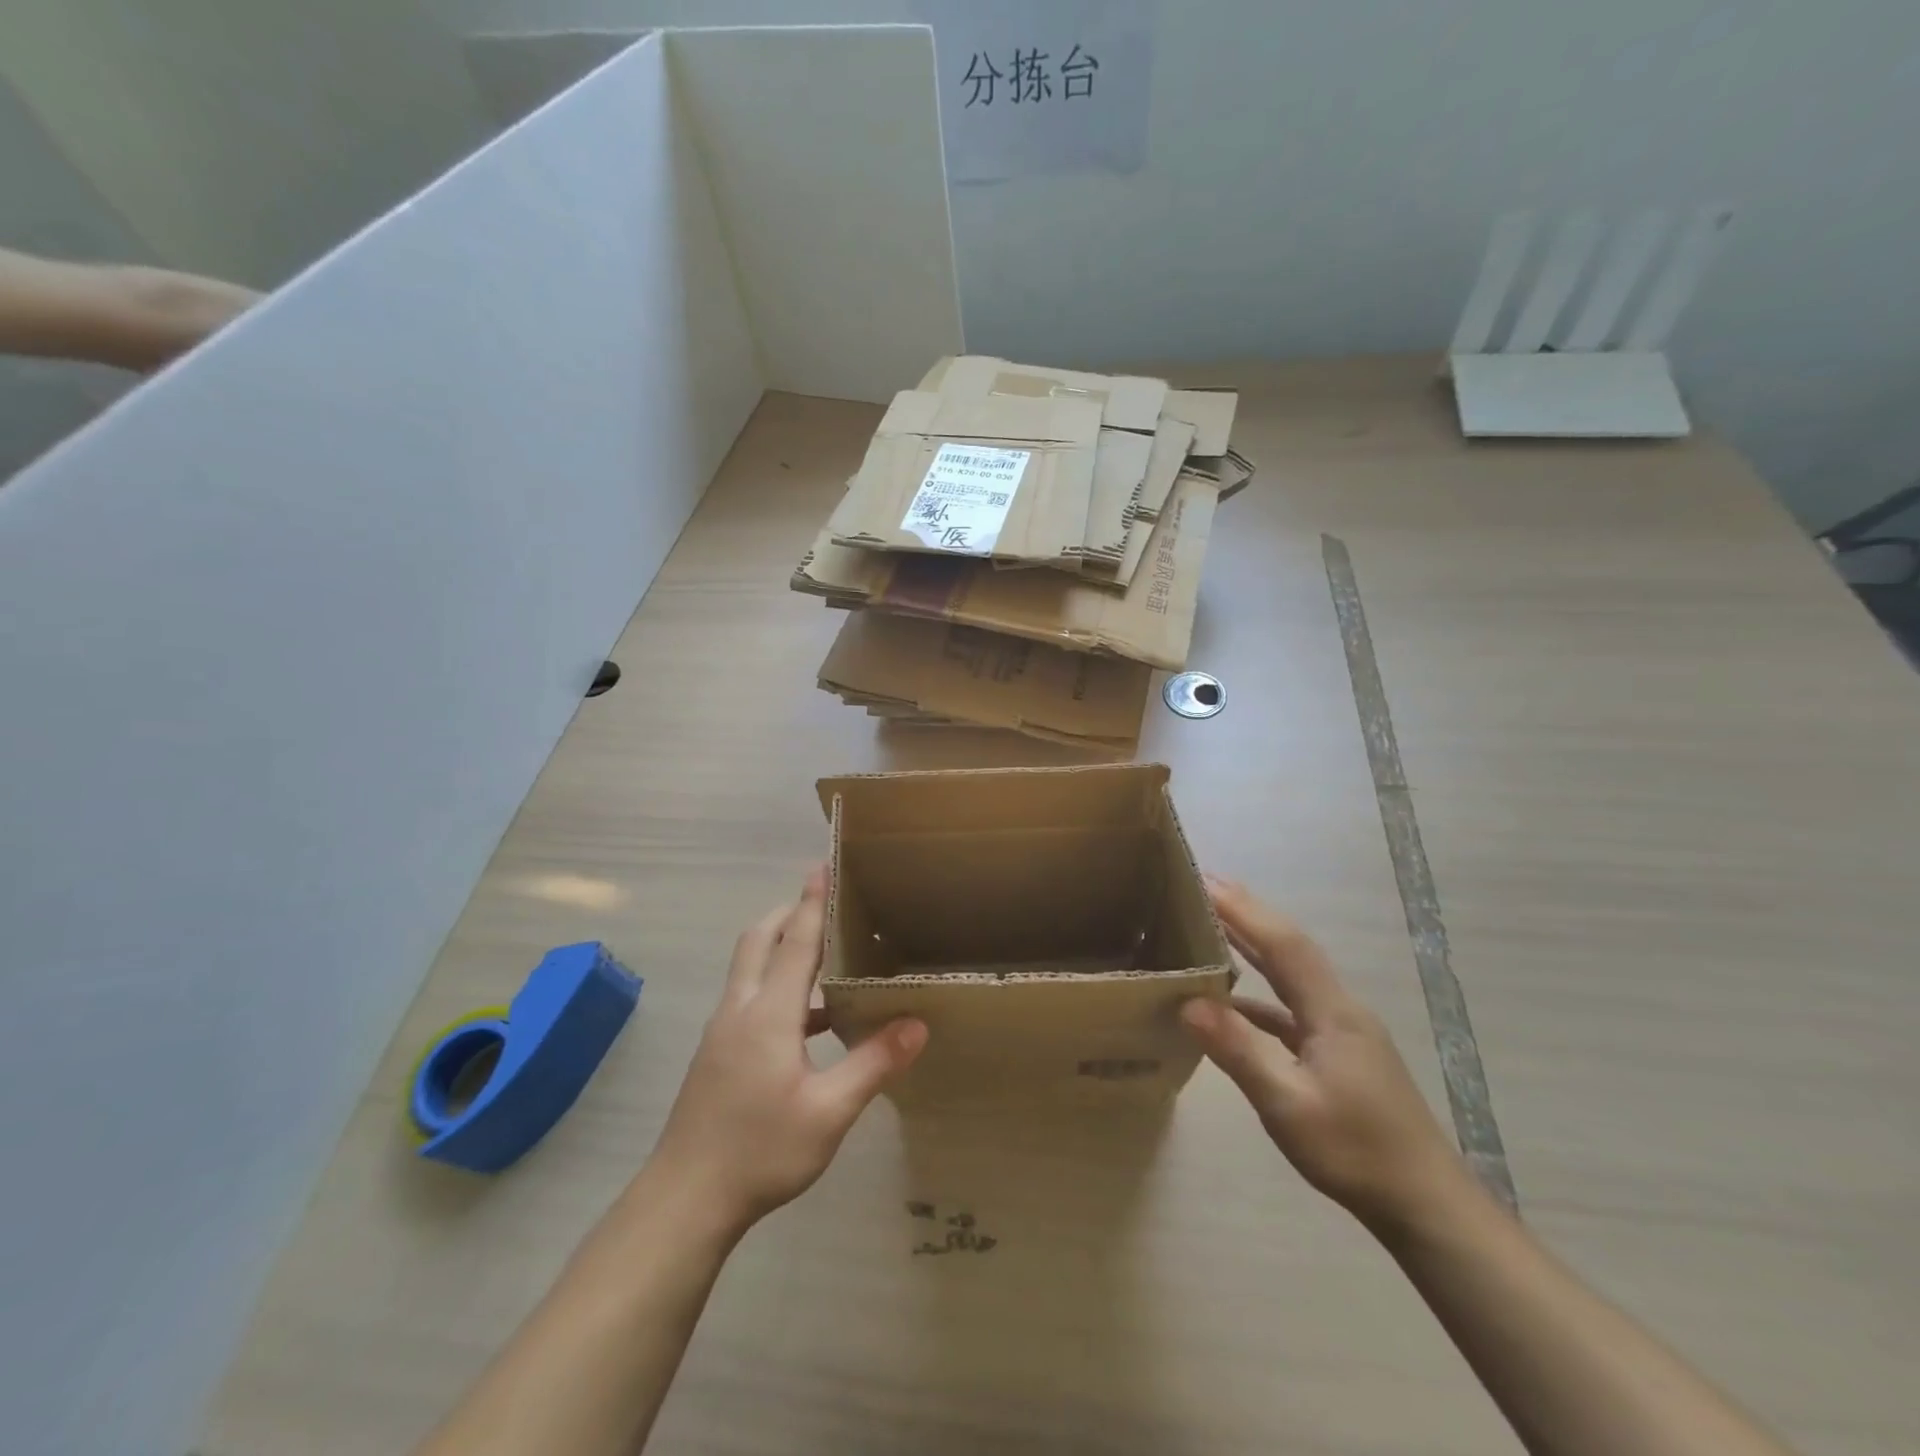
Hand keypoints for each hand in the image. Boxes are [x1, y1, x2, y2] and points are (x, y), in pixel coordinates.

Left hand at [648, 867, 926, 1234]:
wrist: (685, 1199)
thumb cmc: (760, 1151)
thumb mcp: (828, 1112)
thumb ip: (873, 1063)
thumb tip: (918, 1024)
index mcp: (768, 1014)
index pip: (795, 942)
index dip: (811, 903)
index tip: (822, 867)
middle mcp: (740, 1009)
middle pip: (759, 940)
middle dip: (788, 914)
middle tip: (825, 904)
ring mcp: (722, 1031)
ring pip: (750, 968)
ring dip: (782, 948)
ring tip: (826, 955)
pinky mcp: (717, 1053)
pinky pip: (749, 997)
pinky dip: (777, 986)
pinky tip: (810, 1022)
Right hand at [1180, 876, 1467, 1229]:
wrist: (1427, 1207)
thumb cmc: (1357, 1152)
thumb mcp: (1289, 1105)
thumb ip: (1240, 1050)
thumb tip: (1189, 1003)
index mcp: (1332, 1011)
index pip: (1283, 943)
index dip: (1243, 909)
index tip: (1203, 879)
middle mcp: (1338, 1008)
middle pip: (1289, 946)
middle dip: (1247, 912)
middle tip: (1202, 884)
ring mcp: (1341, 1031)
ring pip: (1291, 974)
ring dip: (1253, 945)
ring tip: (1211, 925)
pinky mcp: (1339, 1054)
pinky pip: (1290, 1007)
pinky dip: (1258, 994)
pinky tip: (1230, 1004)